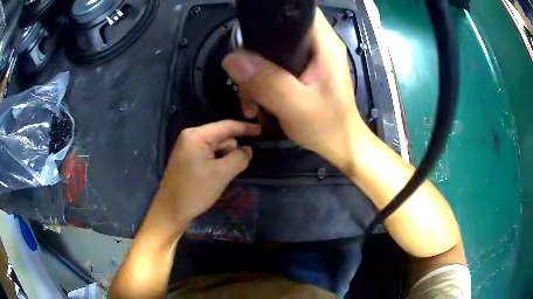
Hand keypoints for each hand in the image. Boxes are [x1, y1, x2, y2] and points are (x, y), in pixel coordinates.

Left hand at [153, 120, 260, 226]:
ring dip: (223, 159)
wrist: (171, 210)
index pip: (226, 126)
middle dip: (230, 150)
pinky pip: (208, 154)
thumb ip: (239, 158)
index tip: (261, 131)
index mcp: (196, 135)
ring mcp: (187, 147)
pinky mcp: (187, 158)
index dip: (245, 128)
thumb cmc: (195, 191)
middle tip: (229, 170)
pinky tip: (213, 177)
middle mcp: (190, 137)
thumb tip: (248, 149)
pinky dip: (216, 163)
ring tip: (219, 177)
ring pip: (216, 147)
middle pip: (221, 137)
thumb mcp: (221, 174)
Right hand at [222, 9, 370, 174]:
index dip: (271, 13)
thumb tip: (232, 59)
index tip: (246, 25)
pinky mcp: (305, 71)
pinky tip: (256, 98)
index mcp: (324, 44)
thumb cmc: (328, 127)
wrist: (341, 145)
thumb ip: (267, 82)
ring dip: (255, 70)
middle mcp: (319, 45)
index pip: (297, 12)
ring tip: (248, 98)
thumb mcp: (295, 106)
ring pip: (273, 50)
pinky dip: (262, 78)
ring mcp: (311, 58)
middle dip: (254, 51)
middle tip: (243, 78)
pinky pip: (276, 65)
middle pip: (279, 30)